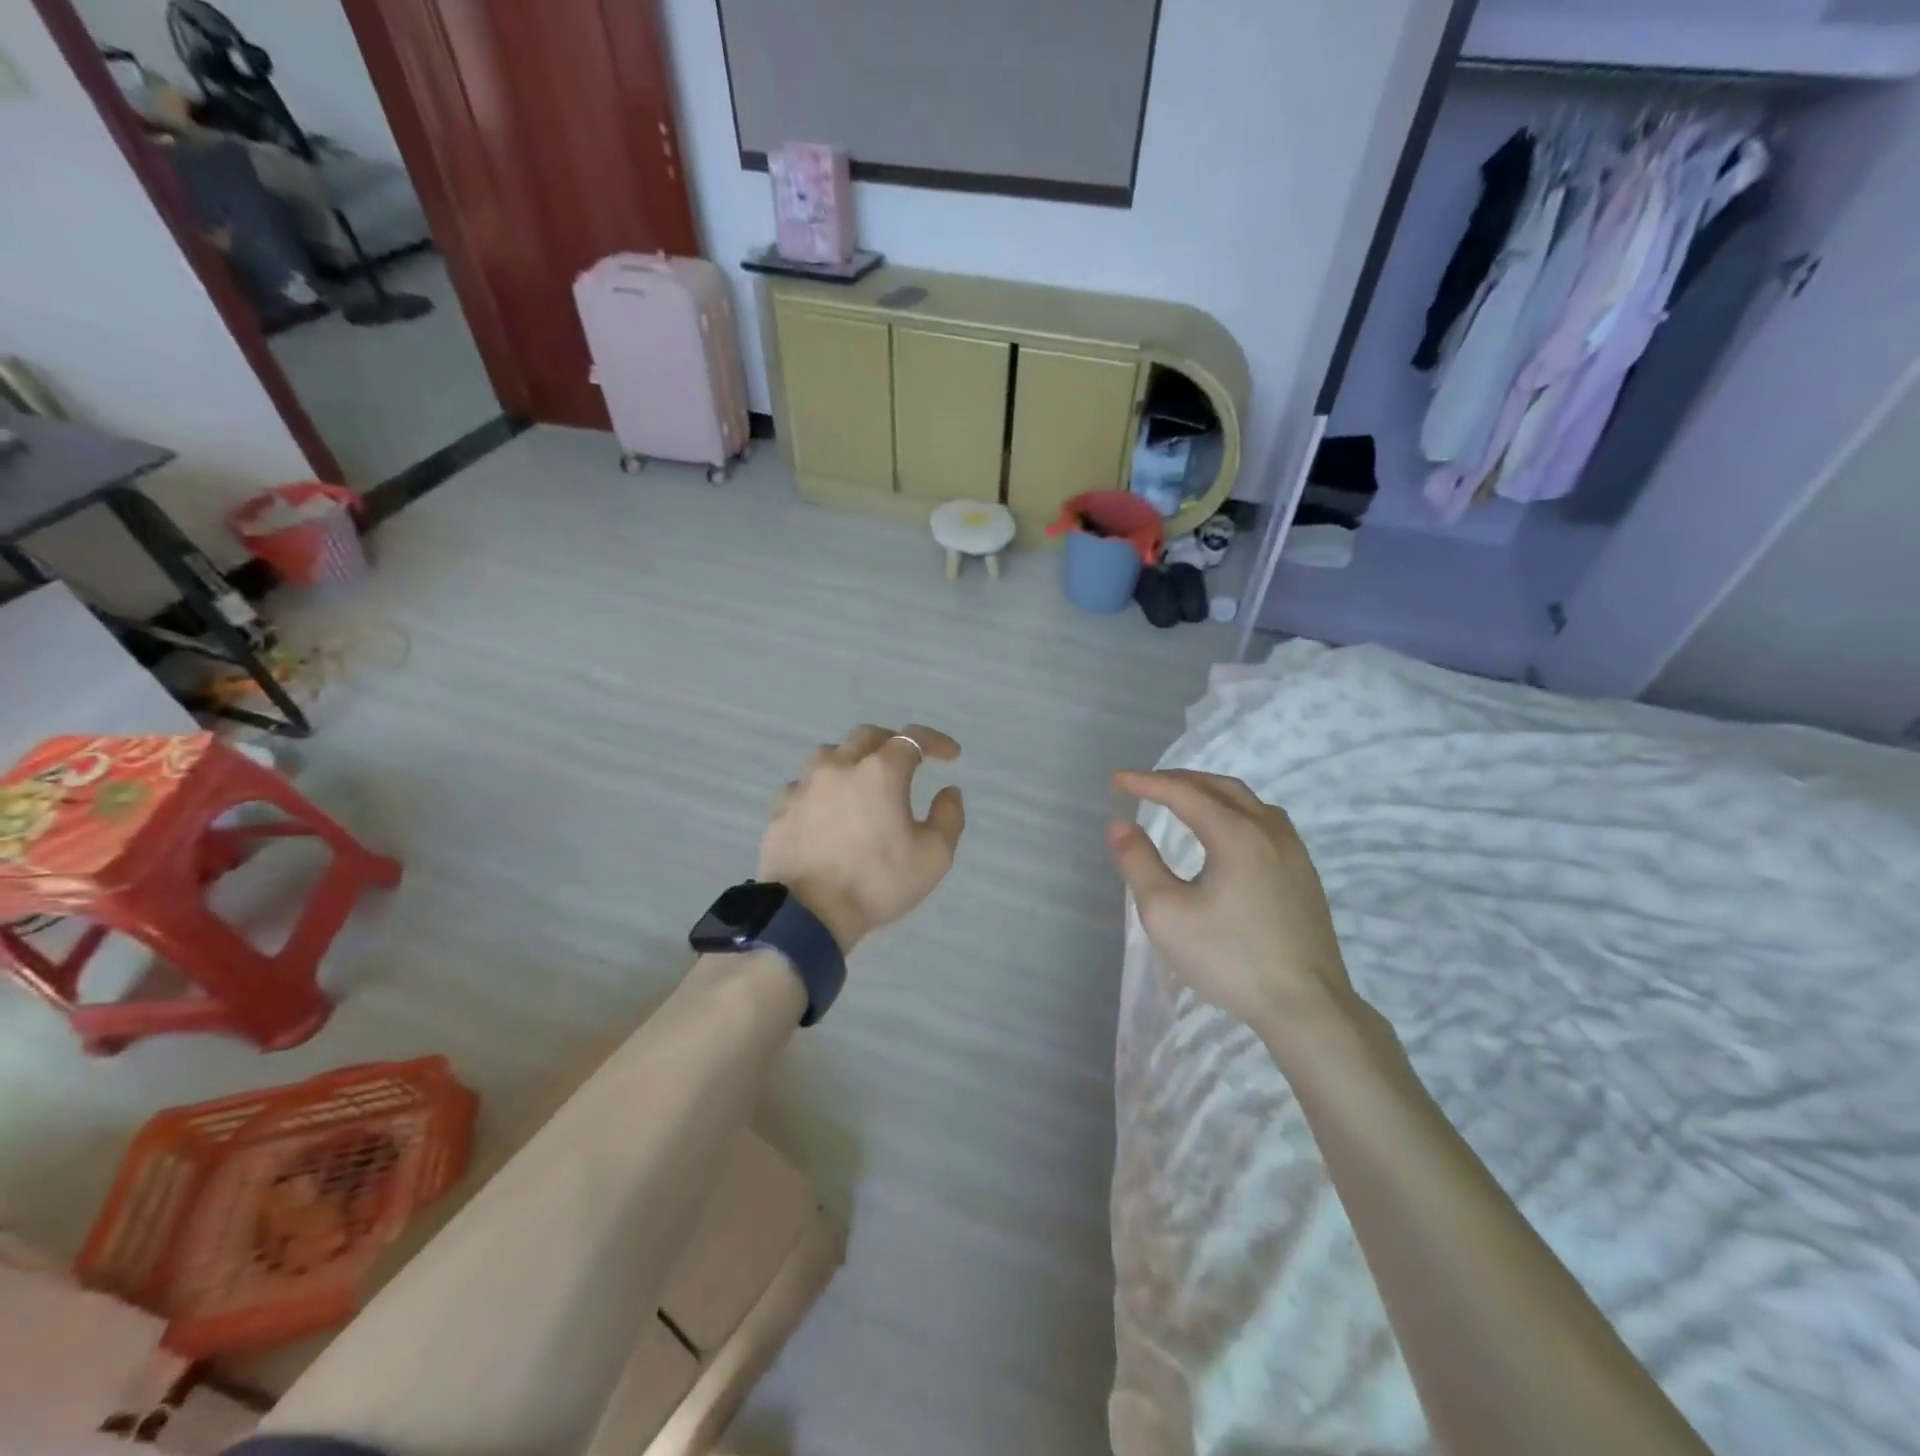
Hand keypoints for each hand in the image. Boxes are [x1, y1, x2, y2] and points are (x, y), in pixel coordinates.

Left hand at [759, 724, 966, 951]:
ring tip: (862, 780)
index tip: (951, 756)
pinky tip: (826, 807)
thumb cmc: (877, 883)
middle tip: (907, 762)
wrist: (807, 914)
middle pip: (868, 736)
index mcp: (880, 772)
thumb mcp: (934, 856)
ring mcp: (805, 785)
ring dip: (852, 759)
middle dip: (893, 742)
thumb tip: (948, 791)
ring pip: (830, 754)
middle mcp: (840, 766)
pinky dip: (822, 787)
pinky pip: (804, 784)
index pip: (913, 738)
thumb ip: (949, 817)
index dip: (935, 741)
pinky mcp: (781, 808)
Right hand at [1109, 770, 1358, 1042]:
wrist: (1307, 1006)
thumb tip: (1120, 825)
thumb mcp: (1166, 913)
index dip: (1147, 783)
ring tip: (1183, 799)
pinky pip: (1265, 821)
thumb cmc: (1230, 958)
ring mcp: (1294, 851)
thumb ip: (1139, 863)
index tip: (1117, 780)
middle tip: (1146, 784)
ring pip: (1248, 801)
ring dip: (1210, 792)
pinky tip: (1226, 832)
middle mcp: (1270, 831)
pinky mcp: (1304, 874)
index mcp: (1236, 834)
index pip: (1184, 793)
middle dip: (1180, 780)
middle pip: (1220, 787)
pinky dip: (1234, 810)